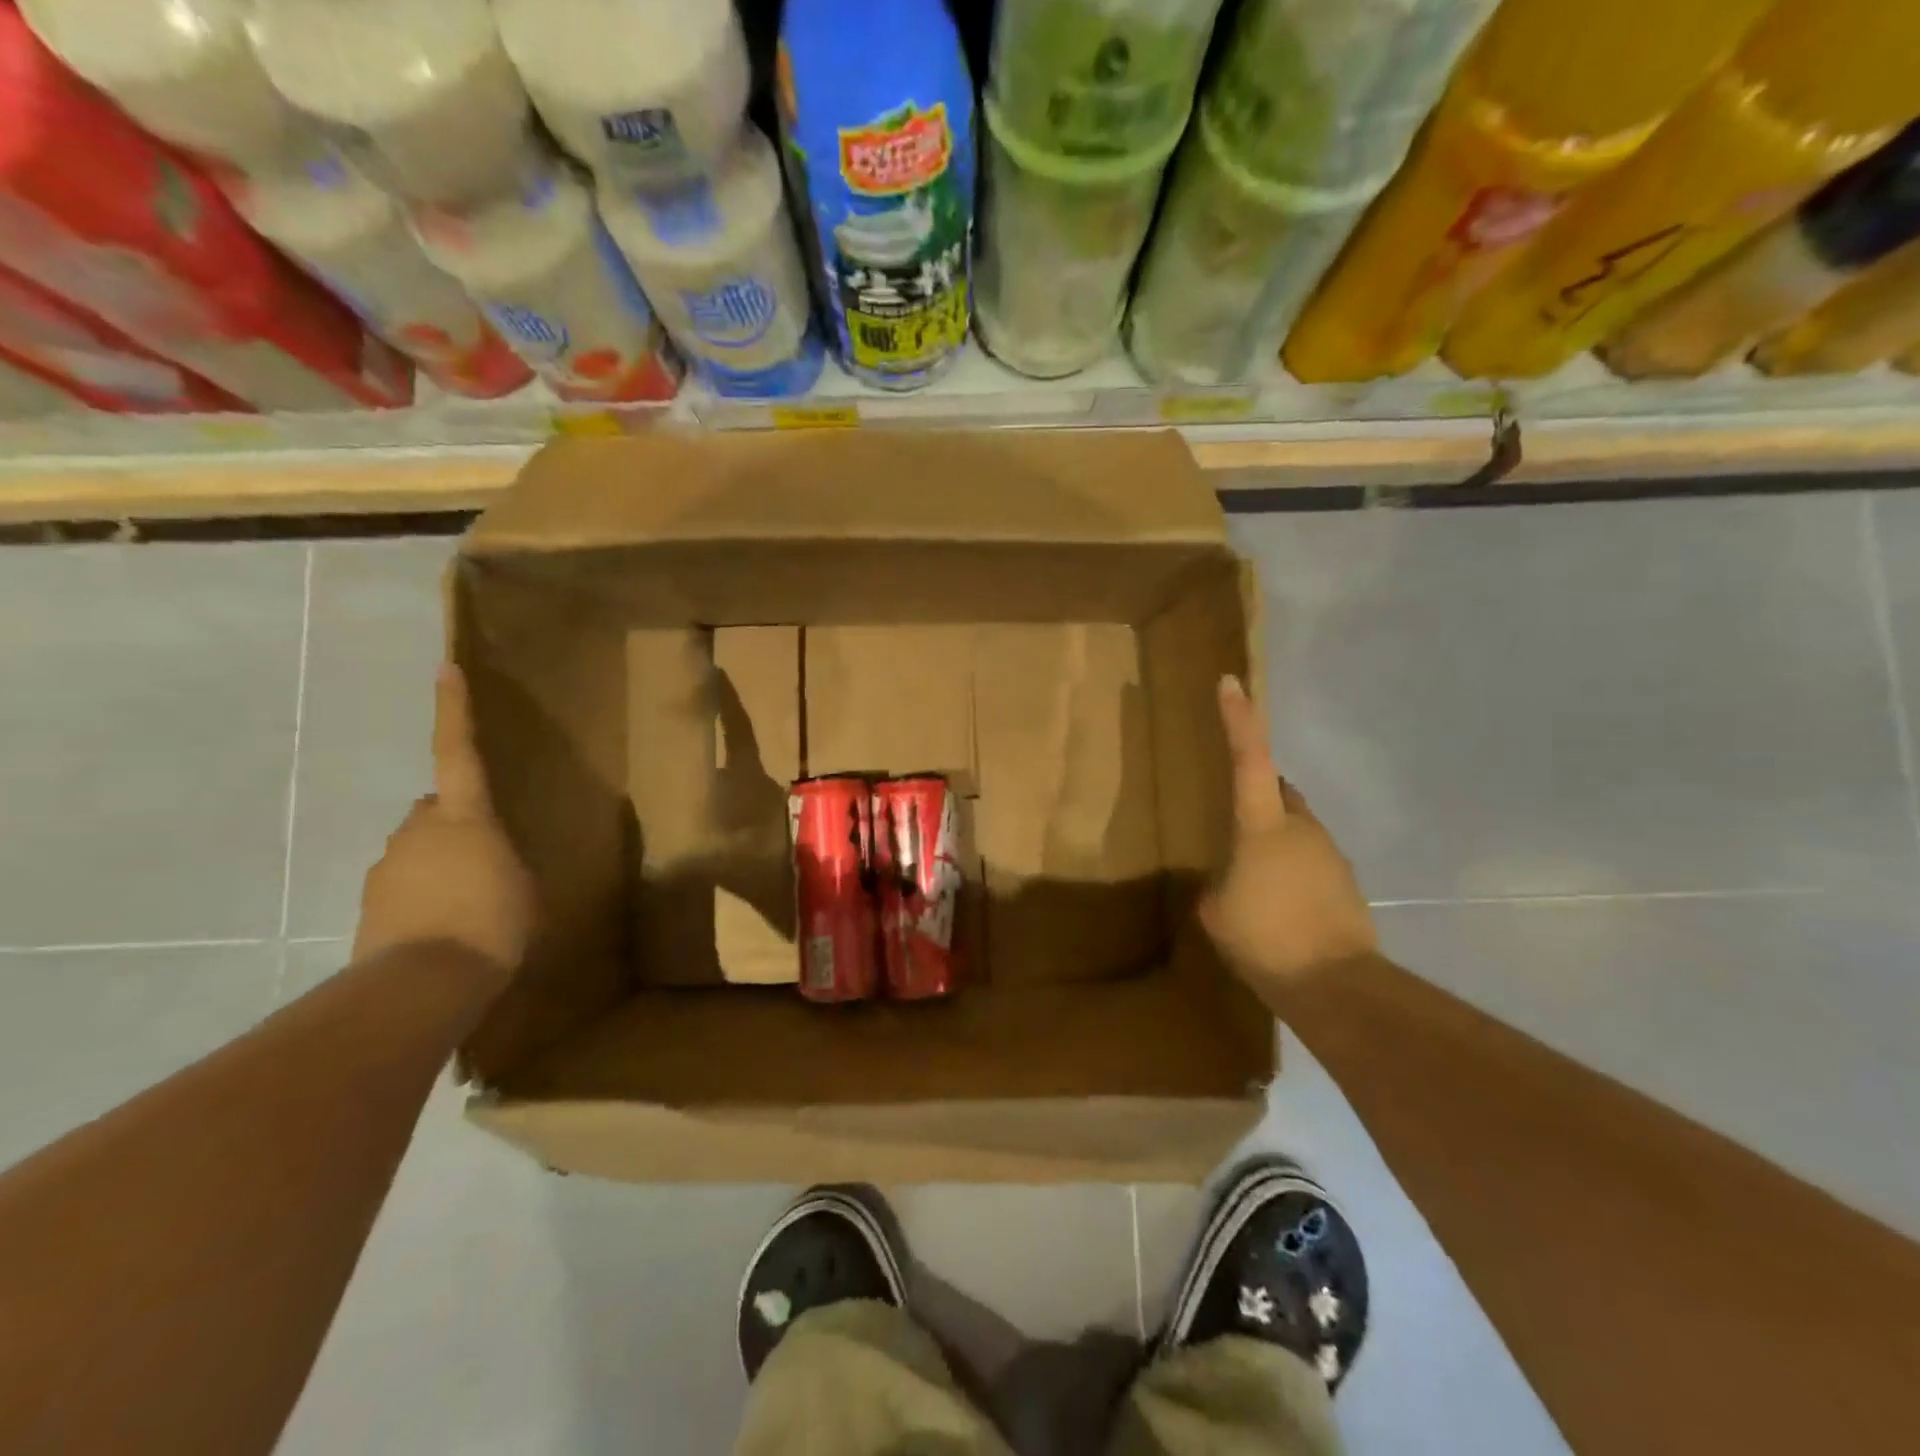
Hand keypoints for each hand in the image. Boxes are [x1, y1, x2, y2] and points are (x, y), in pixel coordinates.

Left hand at [353, 666, 534, 983]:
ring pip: (418, 850)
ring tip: (470, 904)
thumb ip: (502, 858)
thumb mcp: (522, 885)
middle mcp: (417, 831)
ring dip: (441, 865)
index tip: (444, 668)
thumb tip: (483, 854)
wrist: (422, 985)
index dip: (453, 710)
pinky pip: (404, 887)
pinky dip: (423, 897)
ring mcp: (386, 868)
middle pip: (434, 810)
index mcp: (463, 818)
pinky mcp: (369, 905)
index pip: (456, 752)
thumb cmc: (492, 923)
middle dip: (454, 822)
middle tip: (485, 854)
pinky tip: (446, 927)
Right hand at [1200, 676, 1375, 986]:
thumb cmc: (1266, 940)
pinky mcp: (1346, 882)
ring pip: (1296, 829)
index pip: (1249, 759)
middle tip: (1234, 823)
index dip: (1239, 719)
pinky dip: (1292, 872)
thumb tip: (1230, 881)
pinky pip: (1311, 861)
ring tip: (1254, 883)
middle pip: (1279, 791)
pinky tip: (1280, 907)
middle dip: (1259, 796)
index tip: (1231, 682)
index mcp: (1262, 826)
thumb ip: (1219, 883)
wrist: (1336, 986)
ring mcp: (1329, 853)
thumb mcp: (1217, 911)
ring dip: (1275, 842)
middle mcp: (1301, 827)